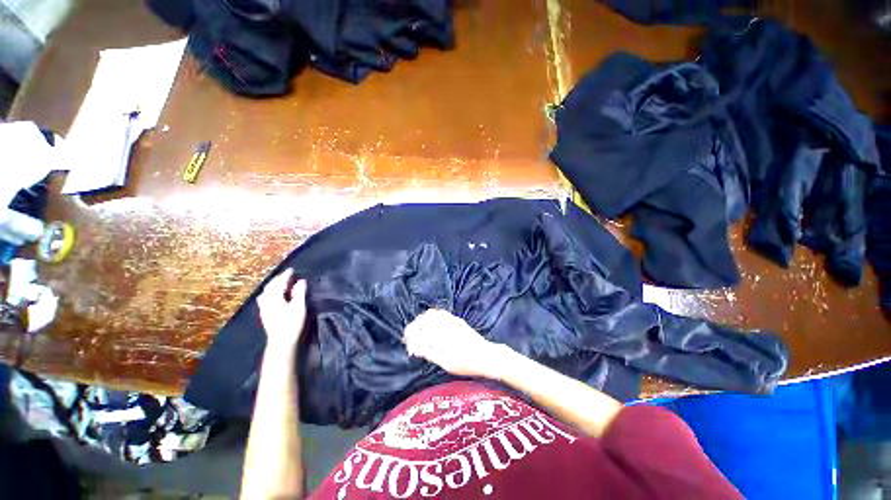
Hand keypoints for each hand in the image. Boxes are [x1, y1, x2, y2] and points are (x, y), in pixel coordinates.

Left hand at [257, 269, 307, 349]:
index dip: (285, 275)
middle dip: (278, 279)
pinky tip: (272, 296)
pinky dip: (269, 292)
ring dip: (272, 285)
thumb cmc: (291, 323)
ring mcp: (264, 308)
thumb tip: (301, 280)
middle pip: (270, 286)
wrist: (280, 342)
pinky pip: (264, 298)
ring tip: (279, 283)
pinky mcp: (264, 314)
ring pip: (265, 292)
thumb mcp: (299, 307)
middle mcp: (266, 301)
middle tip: (286, 274)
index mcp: (275, 297)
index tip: (292, 269)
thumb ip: (299, 292)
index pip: (279, 283)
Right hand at [403, 309, 501, 378]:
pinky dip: (431, 317)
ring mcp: (453, 320)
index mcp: (444, 334)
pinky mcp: (458, 320)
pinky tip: (428, 326)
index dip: (411, 335)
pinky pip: (441, 313)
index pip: (421, 329)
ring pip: (432, 314)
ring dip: (421, 321)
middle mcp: (447, 323)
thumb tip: (416, 348)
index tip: (407, 343)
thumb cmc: (468, 364)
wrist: (488, 356)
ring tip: (416, 332)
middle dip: (414, 327)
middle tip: (409, 338)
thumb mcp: (448, 364)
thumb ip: (431, 353)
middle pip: (425, 318)